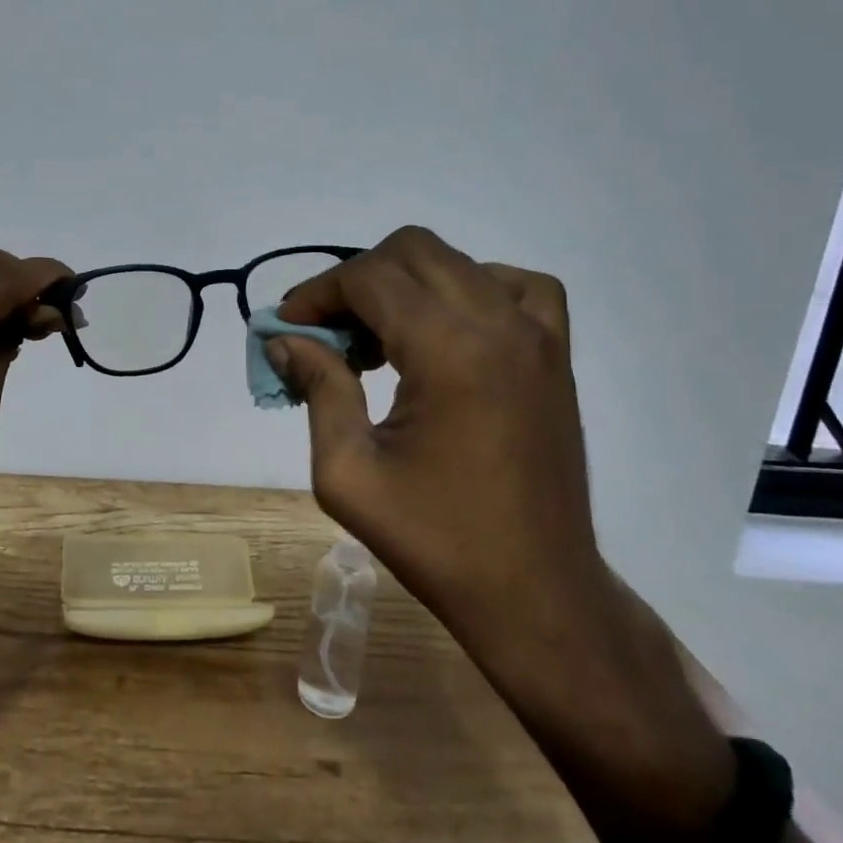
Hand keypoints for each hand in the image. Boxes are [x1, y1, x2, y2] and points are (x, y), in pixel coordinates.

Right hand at [271, 225, 602, 637]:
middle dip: (357, 278)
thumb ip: (318, 389)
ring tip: (381, 337)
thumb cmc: (436, 540)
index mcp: (448, 350)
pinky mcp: (557, 354)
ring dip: (407, 282)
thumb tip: (285, 340)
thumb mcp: (348, 472)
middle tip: (329, 331)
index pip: (369, 278)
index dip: (318, 293)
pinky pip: (516, 286)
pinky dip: (473, 287)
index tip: (288, 325)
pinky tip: (450, 328)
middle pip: (412, 250)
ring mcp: (537, 335)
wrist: (537, 592)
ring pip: (458, 261)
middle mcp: (498, 323)